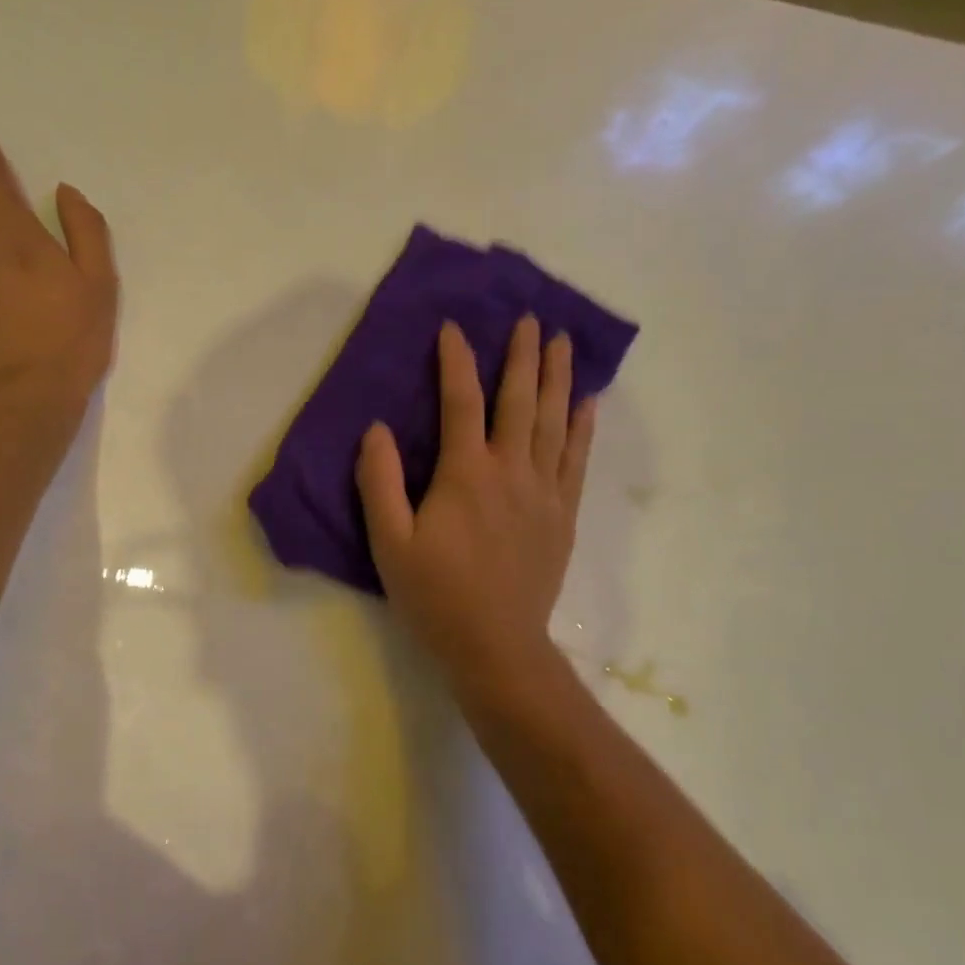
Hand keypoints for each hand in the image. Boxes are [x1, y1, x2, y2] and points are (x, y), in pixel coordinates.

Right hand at [357, 316, 595, 694]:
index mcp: (466, 473)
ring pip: (554, 421)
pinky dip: (583, 426)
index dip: (456, 361)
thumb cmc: (435, 595)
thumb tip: (377, 430)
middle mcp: (511, 471)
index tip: (453, 327)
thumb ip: (380, 482)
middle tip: (530, 318)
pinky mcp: (563, 515)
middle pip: (520, 400)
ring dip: (557, 378)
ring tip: (562, 342)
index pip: (461, 401)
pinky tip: (587, 402)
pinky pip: (577, 459)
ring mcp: (544, 492)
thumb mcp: (389, 542)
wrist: (496, 646)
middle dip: (523, 356)